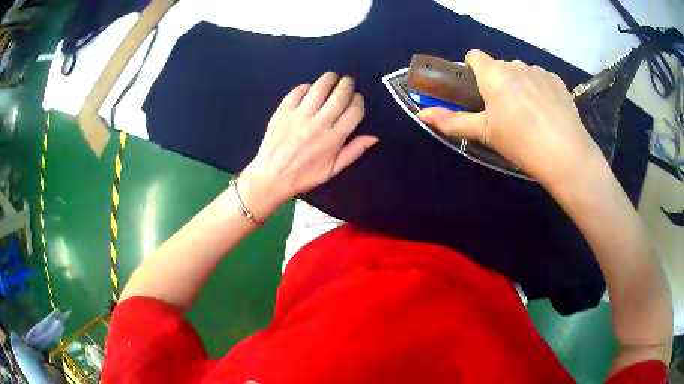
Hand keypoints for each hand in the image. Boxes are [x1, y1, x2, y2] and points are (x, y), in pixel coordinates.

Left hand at [239, 72, 378, 219]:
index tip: (358, 98)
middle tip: (348, 81)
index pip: (354, 111)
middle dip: (347, 85)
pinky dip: (306, 86)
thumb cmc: (304, 176)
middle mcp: (319, 124)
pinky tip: (310, 88)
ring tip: (332, 77)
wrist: (272, 176)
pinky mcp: (283, 111)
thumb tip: (374, 137)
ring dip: (329, 79)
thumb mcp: (333, 170)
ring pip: (320, 88)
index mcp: (334, 139)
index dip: (359, 101)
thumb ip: (354, 152)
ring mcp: (300, 116)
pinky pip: (298, 91)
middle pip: (340, 95)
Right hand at [417, 50, 605, 187]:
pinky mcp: (556, 80)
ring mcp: (538, 71)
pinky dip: (538, 89)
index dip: (473, 70)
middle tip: (505, 112)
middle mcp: (515, 65)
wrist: (565, 155)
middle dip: (498, 82)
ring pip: (521, 72)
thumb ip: (452, 121)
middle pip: (499, 67)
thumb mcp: (484, 134)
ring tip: (530, 114)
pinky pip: (540, 78)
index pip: (474, 56)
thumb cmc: (520, 143)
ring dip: (519, 85)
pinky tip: (546, 112)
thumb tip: (422, 114)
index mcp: (494, 75)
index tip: (479, 92)